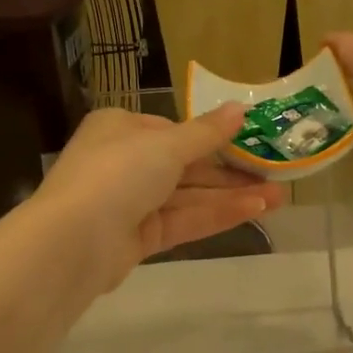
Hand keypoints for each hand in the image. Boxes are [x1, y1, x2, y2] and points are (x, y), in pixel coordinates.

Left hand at [31, 105, 284, 296]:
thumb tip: (241, 108)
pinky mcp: (137, 238)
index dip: (213, 137)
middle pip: (185, 165)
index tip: (252, 142)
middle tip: (276, 174)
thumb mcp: (167, 145)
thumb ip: (207, 132)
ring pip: (187, 195)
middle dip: (230, 171)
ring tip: (279, 196)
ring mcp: (129, 203)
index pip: (173, 130)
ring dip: (231, 195)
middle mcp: (122, 162)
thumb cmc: (118, 173)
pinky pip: (182, 220)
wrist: (72, 243)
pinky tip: (254, 211)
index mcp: (120, 128)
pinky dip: (215, 215)